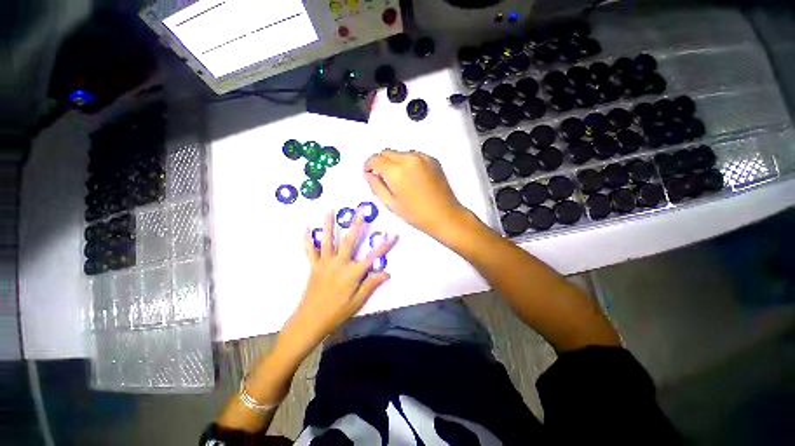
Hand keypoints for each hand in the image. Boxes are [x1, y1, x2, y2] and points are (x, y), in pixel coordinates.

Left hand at [283, 210, 397, 348]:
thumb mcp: (358, 301)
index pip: (373, 256)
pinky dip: (307, 239)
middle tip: (360, 210)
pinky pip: (310, 251)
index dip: (385, 245)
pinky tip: (305, 228)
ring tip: (329, 210)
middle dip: (356, 224)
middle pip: (349, 240)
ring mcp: (325, 263)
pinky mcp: (314, 266)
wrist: (310, 320)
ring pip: (328, 240)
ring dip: (329, 224)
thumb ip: (371, 284)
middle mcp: (339, 263)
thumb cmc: (337, 312)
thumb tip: (387, 273)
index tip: (393, 234)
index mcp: (352, 272)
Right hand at [364, 149, 468, 240]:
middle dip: (382, 163)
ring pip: (400, 153)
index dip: (369, 166)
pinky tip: (414, 178)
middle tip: (385, 179)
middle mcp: (409, 158)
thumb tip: (368, 174)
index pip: (375, 159)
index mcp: (397, 171)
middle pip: (387, 152)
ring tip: (401, 180)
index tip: (370, 174)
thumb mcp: (391, 204)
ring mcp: (423, 157)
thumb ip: (376, 186)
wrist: (445, 216)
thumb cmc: (416, 214)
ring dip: (395, 162)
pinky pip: (414, 156)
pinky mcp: (433, 160)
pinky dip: (409, 163)